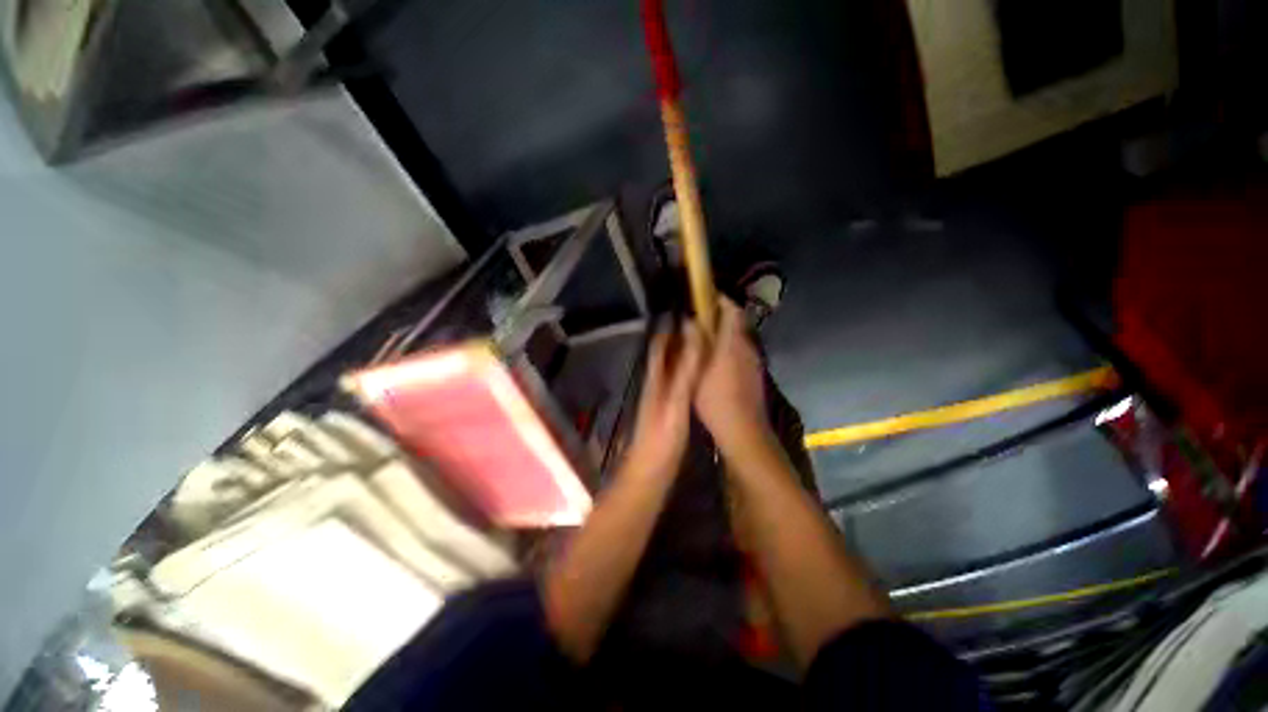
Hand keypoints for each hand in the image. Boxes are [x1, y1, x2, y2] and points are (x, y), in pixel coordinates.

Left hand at [622, 320, 704, 479]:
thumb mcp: (676, 399)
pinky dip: (689, 370)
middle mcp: (656, 382)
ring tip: (705, 341)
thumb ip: (685, 367)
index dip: (669, 326)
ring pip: (672, 366)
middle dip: (680, 336)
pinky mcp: (668, 408)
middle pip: (666, 352)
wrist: (651, 470)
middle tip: (701, 323)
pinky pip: (679, 380)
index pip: (659, 344)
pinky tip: (701, 372)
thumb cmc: (663, 436)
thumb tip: (692, 332)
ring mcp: (661, 396)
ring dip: (685, 352)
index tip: (685, 311)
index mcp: (655, 377)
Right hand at [695, 299, 771, 455]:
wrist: (743, 428)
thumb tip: (689, 321)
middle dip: (718, 316)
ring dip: (723, 333)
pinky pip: (740, 351)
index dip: (718, 299)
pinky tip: (715, 362)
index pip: (731, 308)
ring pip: (738, 337)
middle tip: (697, 319)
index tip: (702, 296)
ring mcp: (753, 360)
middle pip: (735, 321)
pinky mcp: (754, 373)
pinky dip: (728, 348)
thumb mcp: (697, 369)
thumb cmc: (715, 398)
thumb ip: (693, 343)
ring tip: (703, 339)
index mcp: (733, 341)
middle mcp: (747, 346)